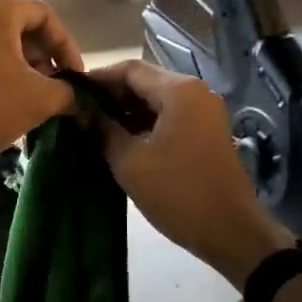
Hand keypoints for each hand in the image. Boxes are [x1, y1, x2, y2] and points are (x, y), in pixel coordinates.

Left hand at [0, 0, 82, 172]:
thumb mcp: (41, 98)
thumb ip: (69, 92)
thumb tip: (81, 98)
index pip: (47, 18)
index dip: (68, 48)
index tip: (78, 78)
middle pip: (25, 28)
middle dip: (48, 58)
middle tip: (62, 87)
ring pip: (6, 41)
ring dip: (29, 66)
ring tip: (42, 96)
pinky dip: (6, 69)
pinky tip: (17, 97)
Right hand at [90, 59, 294, 287]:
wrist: (231, 232)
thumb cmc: (178, 193)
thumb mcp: (130, 162)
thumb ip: (102, 130)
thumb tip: (80, 111)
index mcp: (178, 91)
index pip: (129, 69)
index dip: (97, 79)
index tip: (70, 93)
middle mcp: (195, 92)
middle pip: (145, 81)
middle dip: (111, 95)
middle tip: (80, 112)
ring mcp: (205, 112)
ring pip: (157, 99)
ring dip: (127, 110)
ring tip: (96, 128)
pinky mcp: (207, 132)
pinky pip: (170, 116)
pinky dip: (145, 123)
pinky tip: (123, 141)